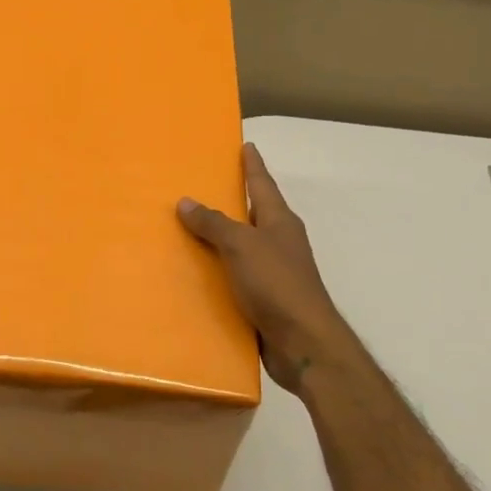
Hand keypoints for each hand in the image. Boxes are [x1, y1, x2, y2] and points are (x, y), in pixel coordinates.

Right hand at [178, 143, 350, 392]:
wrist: (303, 344)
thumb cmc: (277, 284)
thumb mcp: (242, 246)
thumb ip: (214, 224)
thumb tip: (186, 202)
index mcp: (280, 222)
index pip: (262, 184)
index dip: (253, 165)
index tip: (246, 145)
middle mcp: (279, 243)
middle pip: (253, 214)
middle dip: (232, 201)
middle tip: (203, 185)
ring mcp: (274, 273)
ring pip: (243, 247)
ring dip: (220, 239)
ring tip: (188, 229)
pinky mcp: (266, 300)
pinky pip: (236, 277)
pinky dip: (218, 272)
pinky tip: (196, 274)